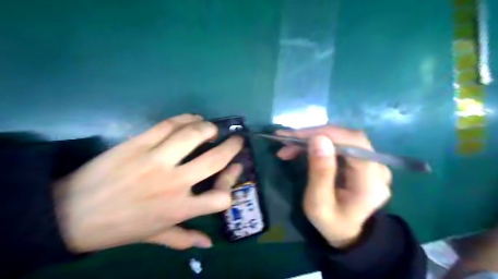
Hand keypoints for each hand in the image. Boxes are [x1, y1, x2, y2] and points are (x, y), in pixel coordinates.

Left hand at [53, 114, 243, 250]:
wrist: (69, 214)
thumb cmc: (119, 228)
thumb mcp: (154, 237)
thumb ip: (183, 239)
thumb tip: (208, 244)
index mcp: (179, 209)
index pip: (221, 198)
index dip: (231, 181)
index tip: (234, 169)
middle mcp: (173, 183)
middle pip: (214, 159)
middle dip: (232, 146)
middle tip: (236, 140)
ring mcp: (155, 160)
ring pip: (193, 135)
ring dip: (208, 128)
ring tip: (211, 128)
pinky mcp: (137, 144)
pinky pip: (168, 125)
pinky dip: (185, 118)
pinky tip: (192, 119)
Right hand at [279, 127, 390, 246]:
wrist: (348, 232)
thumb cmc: (331, 222)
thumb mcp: (318, 204)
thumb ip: (320, 173)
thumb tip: (318, 138)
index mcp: (370, 181)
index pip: (353, 143)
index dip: (325, 133)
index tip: (295, 135)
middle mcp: (378, 167)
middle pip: (347, 137)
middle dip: (314, 134)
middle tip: (286, 140)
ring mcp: (372, 162)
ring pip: (342, 137)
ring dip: (313, 138)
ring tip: (288, 145)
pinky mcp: (362, 160)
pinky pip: (341, 143)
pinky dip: (319, 143)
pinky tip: (301, 147)